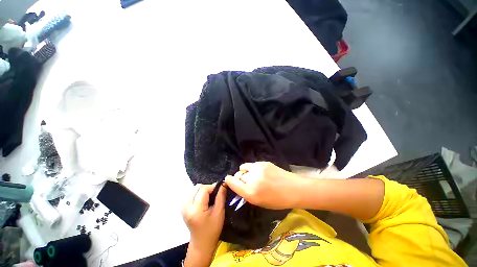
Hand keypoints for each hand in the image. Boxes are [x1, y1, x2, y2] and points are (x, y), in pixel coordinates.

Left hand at [182, 183, 225, 266]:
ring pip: (195, 189)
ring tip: (210, 199)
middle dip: (208, 188)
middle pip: (198, 187)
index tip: (220, 190)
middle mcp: (186, 206)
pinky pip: (193, 193)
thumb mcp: (219, 212)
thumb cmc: (212, 229)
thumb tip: (223, 183)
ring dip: (204, 191)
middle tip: (215, 195)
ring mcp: (183, 206)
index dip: (213, 187)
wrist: (201, 243)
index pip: (204, 189)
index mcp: (195, 209)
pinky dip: (200, 194)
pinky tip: (204, 202)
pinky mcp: (183, 207)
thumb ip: (221, 196)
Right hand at [225, 162, 304, 209]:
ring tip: (251, 175)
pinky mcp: (263, 162)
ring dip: (245, 172)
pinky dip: (252, 168)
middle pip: (238, 175)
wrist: (293, 189)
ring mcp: (258, 169)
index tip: (228, 180)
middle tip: (246, 181)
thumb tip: (238, 185)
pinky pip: (251, 164)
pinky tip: (259, 172)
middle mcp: (252, 179)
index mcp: (251, 193)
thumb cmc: (277, 200)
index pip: (232, 183)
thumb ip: (247, 194)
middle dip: (239, 179)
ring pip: (243, 167)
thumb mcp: (259, 202)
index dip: (229, 181)